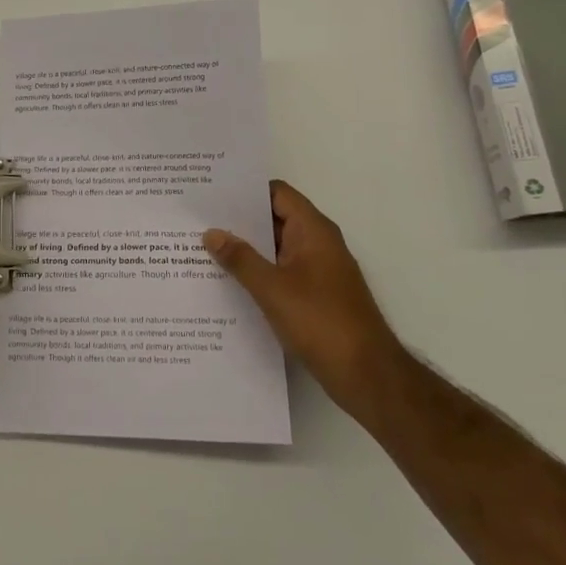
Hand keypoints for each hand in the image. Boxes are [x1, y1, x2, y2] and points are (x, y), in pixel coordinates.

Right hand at [204, 180, 405, 409]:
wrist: (366, 374)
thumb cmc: (320, 321)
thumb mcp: (272, 288)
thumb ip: (240, 259)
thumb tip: (212, 233)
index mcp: (313, 231)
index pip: (277, 193)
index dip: (246, 190)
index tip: (212, 193)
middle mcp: (319, 244)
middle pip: (275, 219)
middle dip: (240, 221)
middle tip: (199, 220)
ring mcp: (319, 271)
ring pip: (277, 249)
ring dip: (247, 249)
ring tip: (205, 249)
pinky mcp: (317, 296)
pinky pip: (282, 273)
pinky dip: (259, 273)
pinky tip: (230, 283)